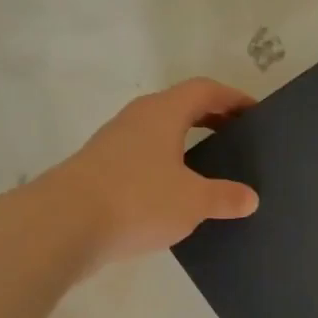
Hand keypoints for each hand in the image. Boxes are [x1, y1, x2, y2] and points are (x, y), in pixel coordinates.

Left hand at [44, 78, 258, 264]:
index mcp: (162, 113)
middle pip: (181, 107)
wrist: (61, 227)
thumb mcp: (194, 201)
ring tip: (213, 168)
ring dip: (187, 143)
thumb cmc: (137, 200)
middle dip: (212, 119)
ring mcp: (114, 145)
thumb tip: (250, 198)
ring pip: (160, 133)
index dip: (233, 98)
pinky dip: (168, 167)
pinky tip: (178, 195)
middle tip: (239, 139)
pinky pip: (145, 159)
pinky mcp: (101, 172)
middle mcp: (136, 120)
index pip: (204, 90)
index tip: (256, 113)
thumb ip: (225, 197)